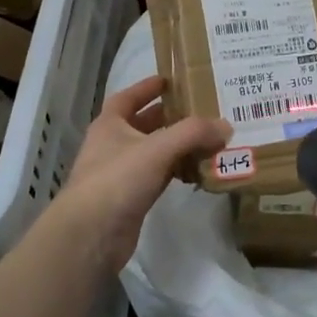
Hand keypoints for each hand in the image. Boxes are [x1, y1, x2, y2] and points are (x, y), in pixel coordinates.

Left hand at [52, 77, 229, 271]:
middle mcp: (113, 145)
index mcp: (110, 125)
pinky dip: (177, 171)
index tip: (170, 81)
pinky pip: (159, 177)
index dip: (146, 87)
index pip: (127, 98)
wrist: (91, 235)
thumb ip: (193, 133)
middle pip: (143, 125)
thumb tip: (226, 125)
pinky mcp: (131, 198)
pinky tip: (197, 171)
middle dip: (169, 117)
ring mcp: (121, 174)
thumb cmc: (117, 180)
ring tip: (208, 139)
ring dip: (177, 146)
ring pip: (154, 152)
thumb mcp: (157, 148)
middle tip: (201, 110)